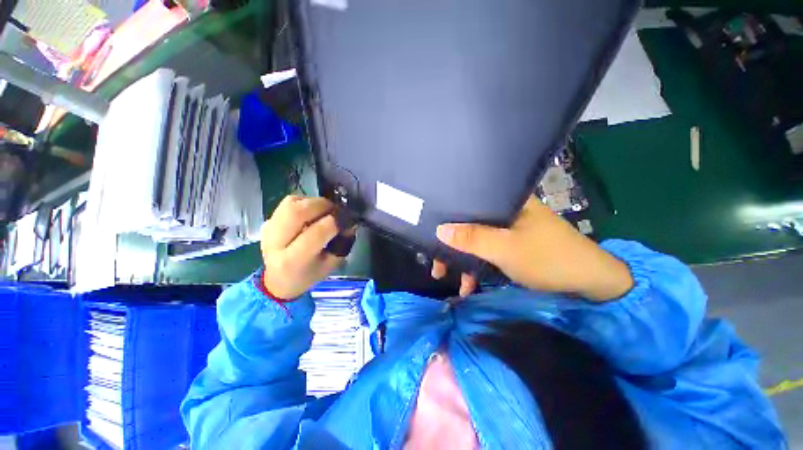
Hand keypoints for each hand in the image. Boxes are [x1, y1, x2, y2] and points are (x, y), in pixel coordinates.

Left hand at [260, 195, 353, 299]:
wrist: (277, 280)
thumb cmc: (307, 275)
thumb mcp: (329, 265)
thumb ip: (341, 245)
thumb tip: (350, 224)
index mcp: (292, 260)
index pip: (316, 232)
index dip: (335, 222)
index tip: (347, 220)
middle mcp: (276, 242)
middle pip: (298, 212)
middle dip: (323, 206)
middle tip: (336, 211)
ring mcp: (268, 229)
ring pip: (292, 202)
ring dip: (313, 202)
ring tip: (324, 210)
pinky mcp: (268, 221)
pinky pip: (288, 202)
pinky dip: (304, 202)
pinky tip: (311, 212)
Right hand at [434, 196, 633, 301]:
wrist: (590, 283)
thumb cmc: (548, 258)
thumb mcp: (506, 248)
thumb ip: (472, 238)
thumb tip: (439, 229)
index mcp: (506, 201)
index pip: (469, 200)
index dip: (448, 214)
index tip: (430, 229)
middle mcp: (504, 212)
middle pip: (468, 223)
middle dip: (450, 243)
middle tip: (434, 259)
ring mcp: (507, 230)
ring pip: (475, 239)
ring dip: (460, 258)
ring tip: (442, 274)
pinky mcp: (510, 246)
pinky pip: (485, 251)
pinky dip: (475, 266)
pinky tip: (466, 284)